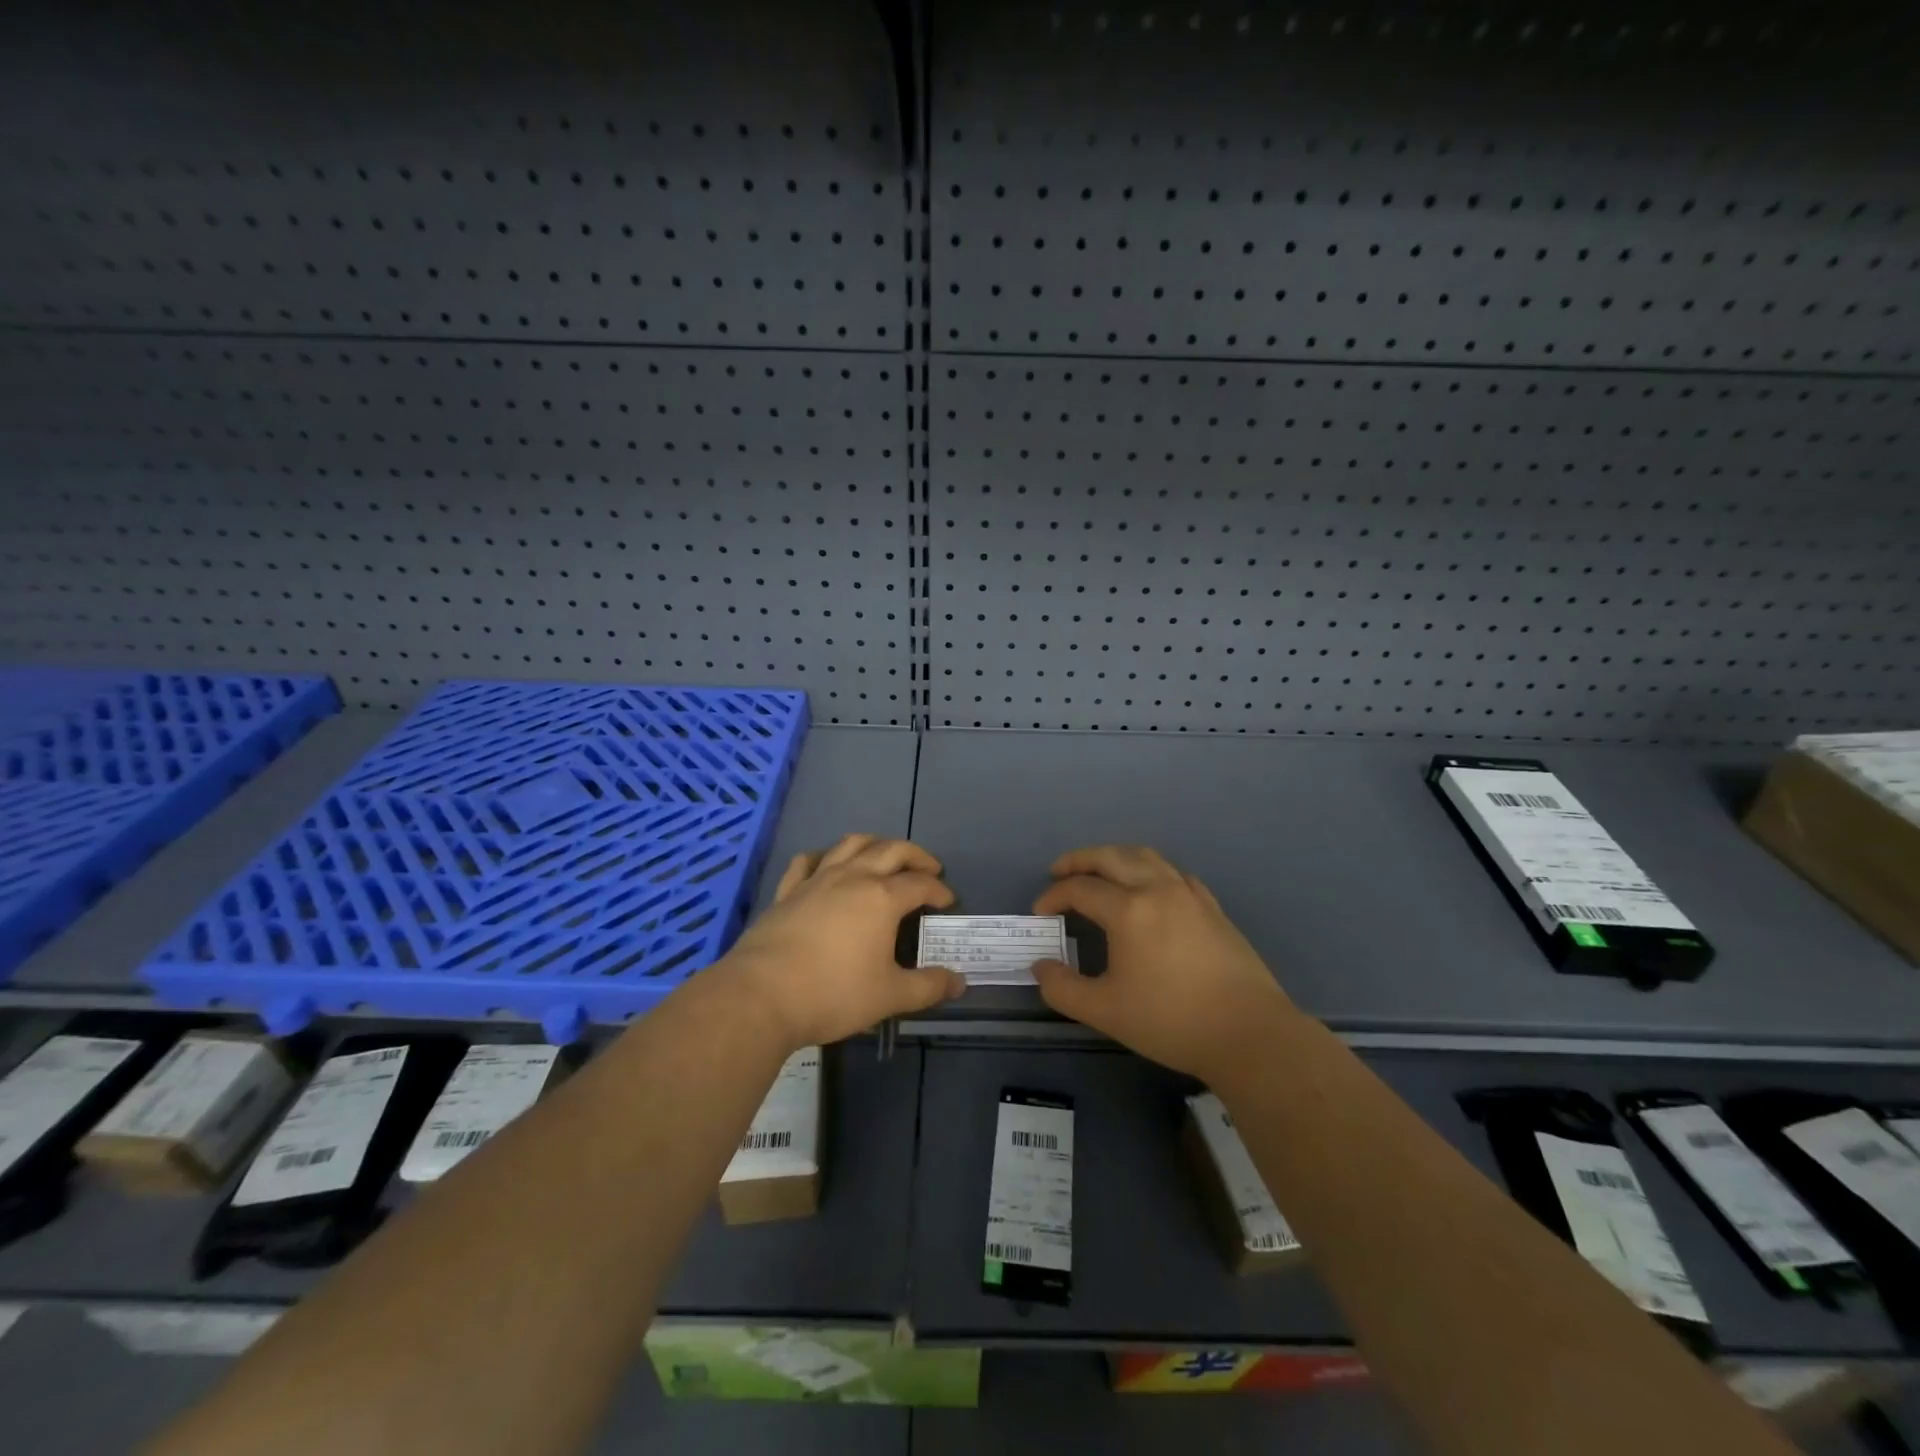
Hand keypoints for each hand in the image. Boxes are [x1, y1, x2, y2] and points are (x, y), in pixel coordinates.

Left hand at [719, 834, 965, 1048]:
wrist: (761, 996)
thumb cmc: (833, 994)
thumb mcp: (890, 997)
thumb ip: (928, 987)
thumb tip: (959, 981)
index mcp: (882, 898)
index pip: (920, 884)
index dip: (939, 890)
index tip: (948, 901)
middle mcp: (852, 878)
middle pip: (891, 850)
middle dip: (915, 856)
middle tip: (928, 868)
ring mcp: (817, 880)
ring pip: (851, 844)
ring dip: (875, 844)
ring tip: (885, 856)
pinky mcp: (788, 891)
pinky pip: (808, 861)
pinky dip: (824, 857)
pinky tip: (827, 865)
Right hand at [1030, 845, 1297, 1079]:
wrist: (1249, 1033)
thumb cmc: (1171, 1021)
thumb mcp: (1106, 1011)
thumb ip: (1063, 988)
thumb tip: (1041, 967)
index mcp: (1129, 910)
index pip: (1080, 889)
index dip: (1054, 896)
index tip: (1040, 913)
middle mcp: (1157, 889)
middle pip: (1111, 856)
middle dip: (1079, 860)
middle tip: (1059, 871)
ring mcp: (1189, 895)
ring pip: (1146, 856)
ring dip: (1115, 856)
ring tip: (1099, 871)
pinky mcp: (1212, 907)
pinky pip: (1173, 872)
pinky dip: (1150, 869)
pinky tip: (1149, 887)